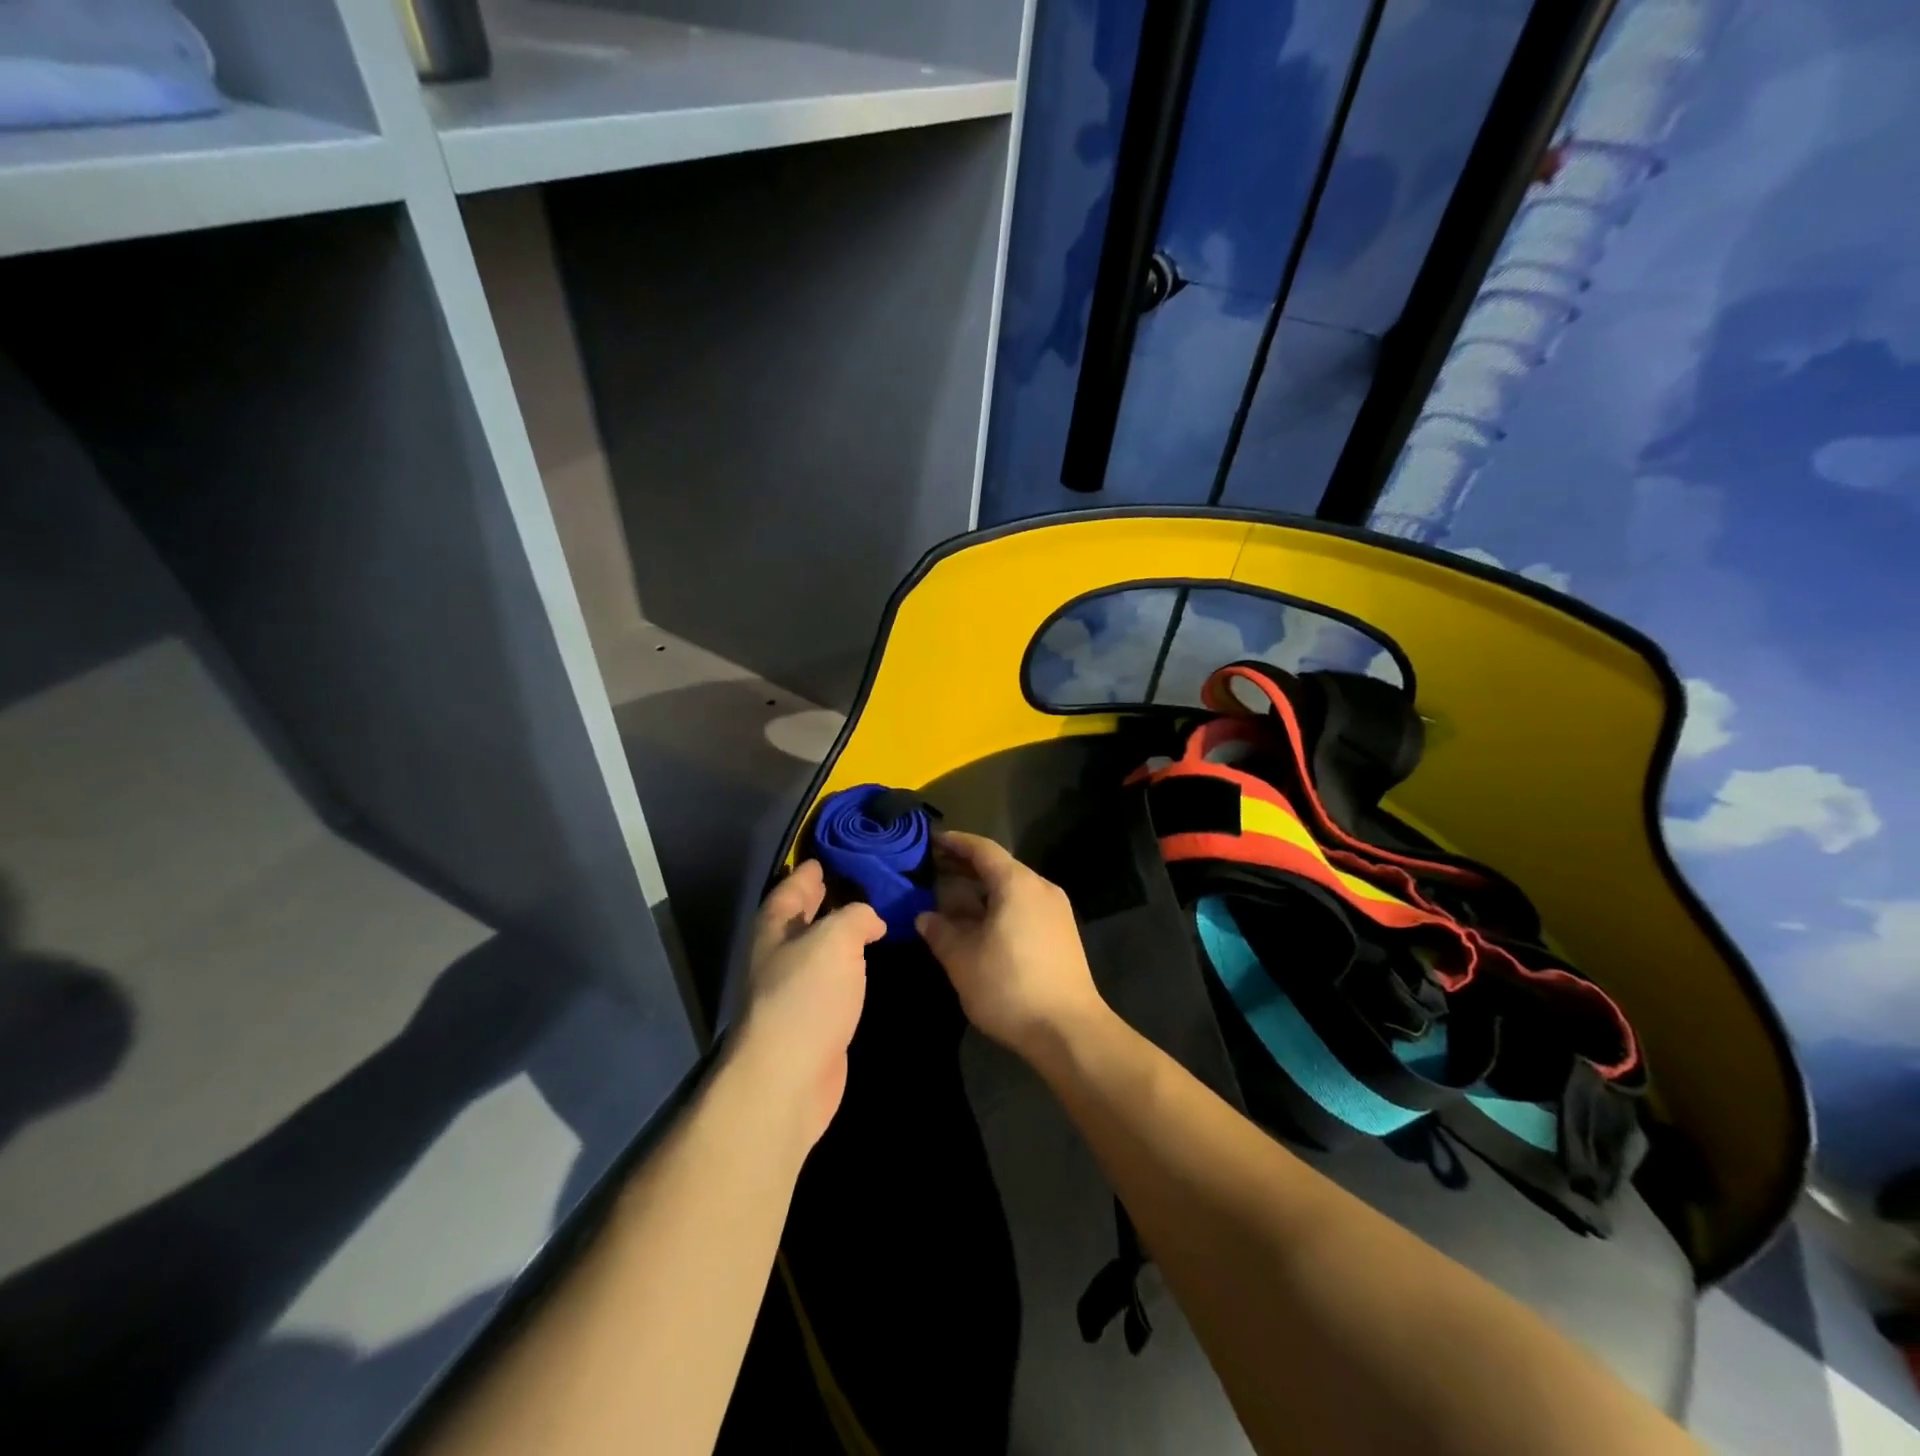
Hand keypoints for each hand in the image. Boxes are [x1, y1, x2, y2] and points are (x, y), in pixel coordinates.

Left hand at [733, 860, 884, 1148]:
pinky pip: (831, 980)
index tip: (822, 859)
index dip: (805, 874)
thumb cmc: (807, 995)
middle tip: (846, 882)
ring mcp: (793, 991)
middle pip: (798, 920)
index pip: (789, 891)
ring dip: (836, 935)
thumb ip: (856, 916)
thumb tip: (871, 919)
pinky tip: (863, 964)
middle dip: (818, 901)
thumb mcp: (836, 938)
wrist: (790, 1076)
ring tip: (865, 918)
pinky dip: (846, 967)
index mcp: (775, 929)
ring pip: (816, 951)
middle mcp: (779, 956)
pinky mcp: (812, 1021)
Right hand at [915, 832, 1108, 1063]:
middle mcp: (1040, 888)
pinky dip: (999, 906)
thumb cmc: (1010, 987)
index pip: (982, 849)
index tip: (931, 840)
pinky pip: (1024, 906)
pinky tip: (980, 925)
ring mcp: (1056, 910)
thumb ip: (940, 932)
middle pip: (999, 867)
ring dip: (982, 890)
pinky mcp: (1062, 933)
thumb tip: (925, 916)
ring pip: (1012, 888)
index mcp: (1016, 883)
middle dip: (965, 867)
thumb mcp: (962, 960)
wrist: (1069, 1031)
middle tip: (933, 869)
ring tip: (951, 900)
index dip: (955, 843)